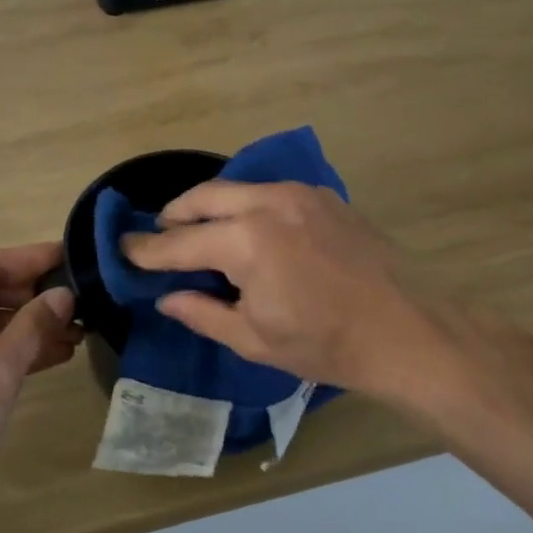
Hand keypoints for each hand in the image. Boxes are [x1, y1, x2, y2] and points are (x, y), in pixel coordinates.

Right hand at [120, 181, 452, 400]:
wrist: (407, 331)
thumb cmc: (325, 344)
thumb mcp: (254, 339)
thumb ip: (203, 313)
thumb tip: (168, 298)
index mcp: (246, 241)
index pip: (180, 242)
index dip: (148, 249)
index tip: (124, 250)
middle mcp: (269, 203)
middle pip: (204, 196)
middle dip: (174, 214)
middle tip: (159, 235)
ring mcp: (302, 194)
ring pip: (239, 188)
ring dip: (212, 206)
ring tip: (201, 232)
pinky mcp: (326, 198)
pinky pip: (271, 192)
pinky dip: (248, 206)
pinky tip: (251, 232)